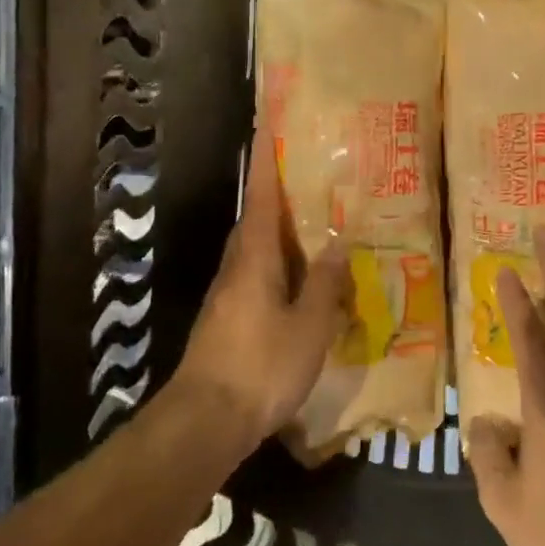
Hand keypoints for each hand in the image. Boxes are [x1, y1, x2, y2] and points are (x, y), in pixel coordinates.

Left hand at [173, 137, 350, 448]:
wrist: (206, 419)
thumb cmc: (262, 367)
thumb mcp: (309, 327)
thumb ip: (325, 284)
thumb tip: (338, 244)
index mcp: (254, 258)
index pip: (260, 197)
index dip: (266, 161)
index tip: (269, 126)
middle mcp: (236, 267)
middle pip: (255, 219)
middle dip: (277, 194)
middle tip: (310, 175)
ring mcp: (228, 294)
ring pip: (256, 249)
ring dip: (280, 231)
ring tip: (315, 223)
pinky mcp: (228, 318)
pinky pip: (257, 276)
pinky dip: (279, 265)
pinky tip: (302, 280)